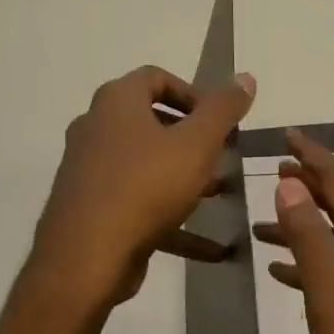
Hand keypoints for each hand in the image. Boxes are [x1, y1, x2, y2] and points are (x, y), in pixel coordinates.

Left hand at [28, 65, 255, 310]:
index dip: (193, 93)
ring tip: (220, 195)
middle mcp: (97, 129)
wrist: (88, 256)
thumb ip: (223, 110)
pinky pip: (141, 205)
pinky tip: (213, 248)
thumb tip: (245, 77)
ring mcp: (91, 171)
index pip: (155, 78)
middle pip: (151, 123)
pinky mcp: (94, 210)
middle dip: (193, 138)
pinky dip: (175, 220)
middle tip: (223, 154)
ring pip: (147, 166)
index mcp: (117, 103)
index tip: (221, 120)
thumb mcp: (197, 144)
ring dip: (185, 178)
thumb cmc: (146, 187)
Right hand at [252, 129, 333, 333]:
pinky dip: (315, 261)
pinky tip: (287, 275)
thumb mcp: (332, 296)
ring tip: (265, 226)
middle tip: (274, 172)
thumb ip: (311, 239)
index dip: (313, 156)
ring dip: (306, 225)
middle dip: (310, 185)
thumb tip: (291, 183)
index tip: (287, 136)